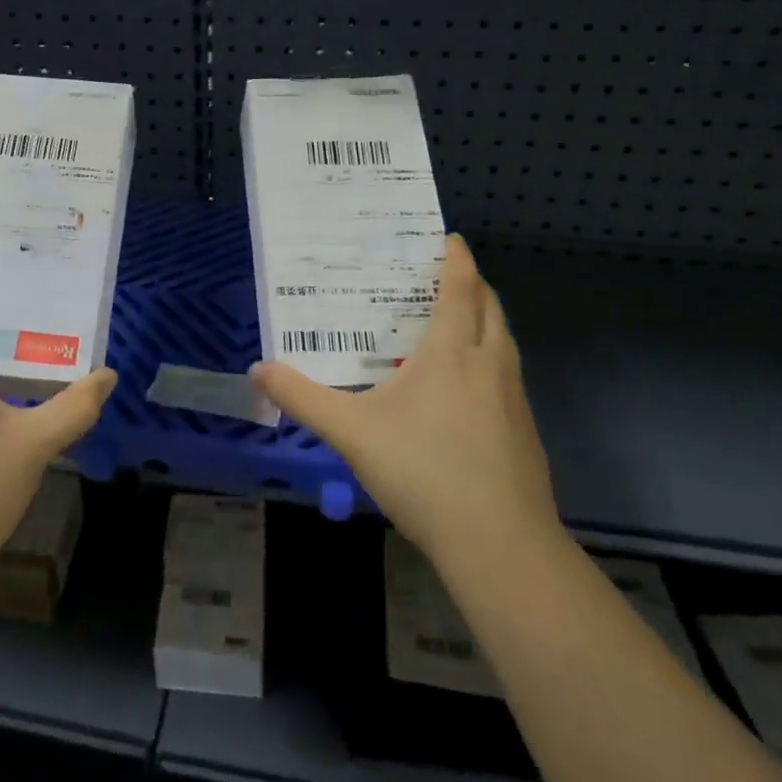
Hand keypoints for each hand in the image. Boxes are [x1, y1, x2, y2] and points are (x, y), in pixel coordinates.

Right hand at [250, 235, 561, 570]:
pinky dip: (490, 360)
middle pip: (490, 308)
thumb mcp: (350, 432)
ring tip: (456, 323)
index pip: (459, 289)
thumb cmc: (423, 471)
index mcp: (451, 352)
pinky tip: (466, 390)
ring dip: (485, 320)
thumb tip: (258, 370)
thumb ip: (302, 398)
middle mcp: (489, 364)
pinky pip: (507, 375)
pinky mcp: (524, 431)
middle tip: (446, 275)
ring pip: (504, 341)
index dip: (456, 259)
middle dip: (473, 284)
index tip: (449, 238)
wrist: (500, 544)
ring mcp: (514, 399)